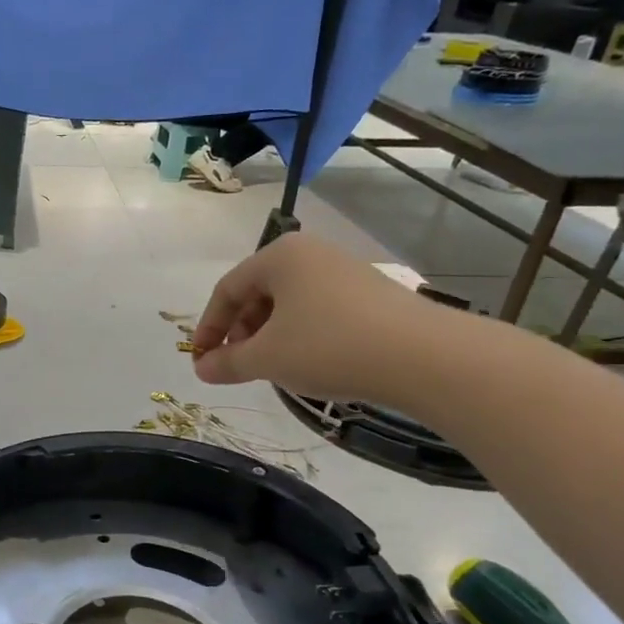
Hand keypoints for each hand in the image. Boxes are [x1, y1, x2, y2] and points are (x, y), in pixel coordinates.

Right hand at [191, 234, 448, 402]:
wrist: (423, 356)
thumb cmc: (329, 347)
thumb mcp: (267, 358)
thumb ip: (227, 362)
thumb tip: (202, 369)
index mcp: (279, 256)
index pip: (227, 289)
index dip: (208, 328)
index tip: (200, 360)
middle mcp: (311, 254)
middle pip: (258, 293)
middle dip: (239, 331)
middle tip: (234, 365)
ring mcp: (343, 271)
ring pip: (288, 303)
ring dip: (268, 335)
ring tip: (269, 367)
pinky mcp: (370, 294)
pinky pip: (317, 310)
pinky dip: (299, 335)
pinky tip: (307, 363)